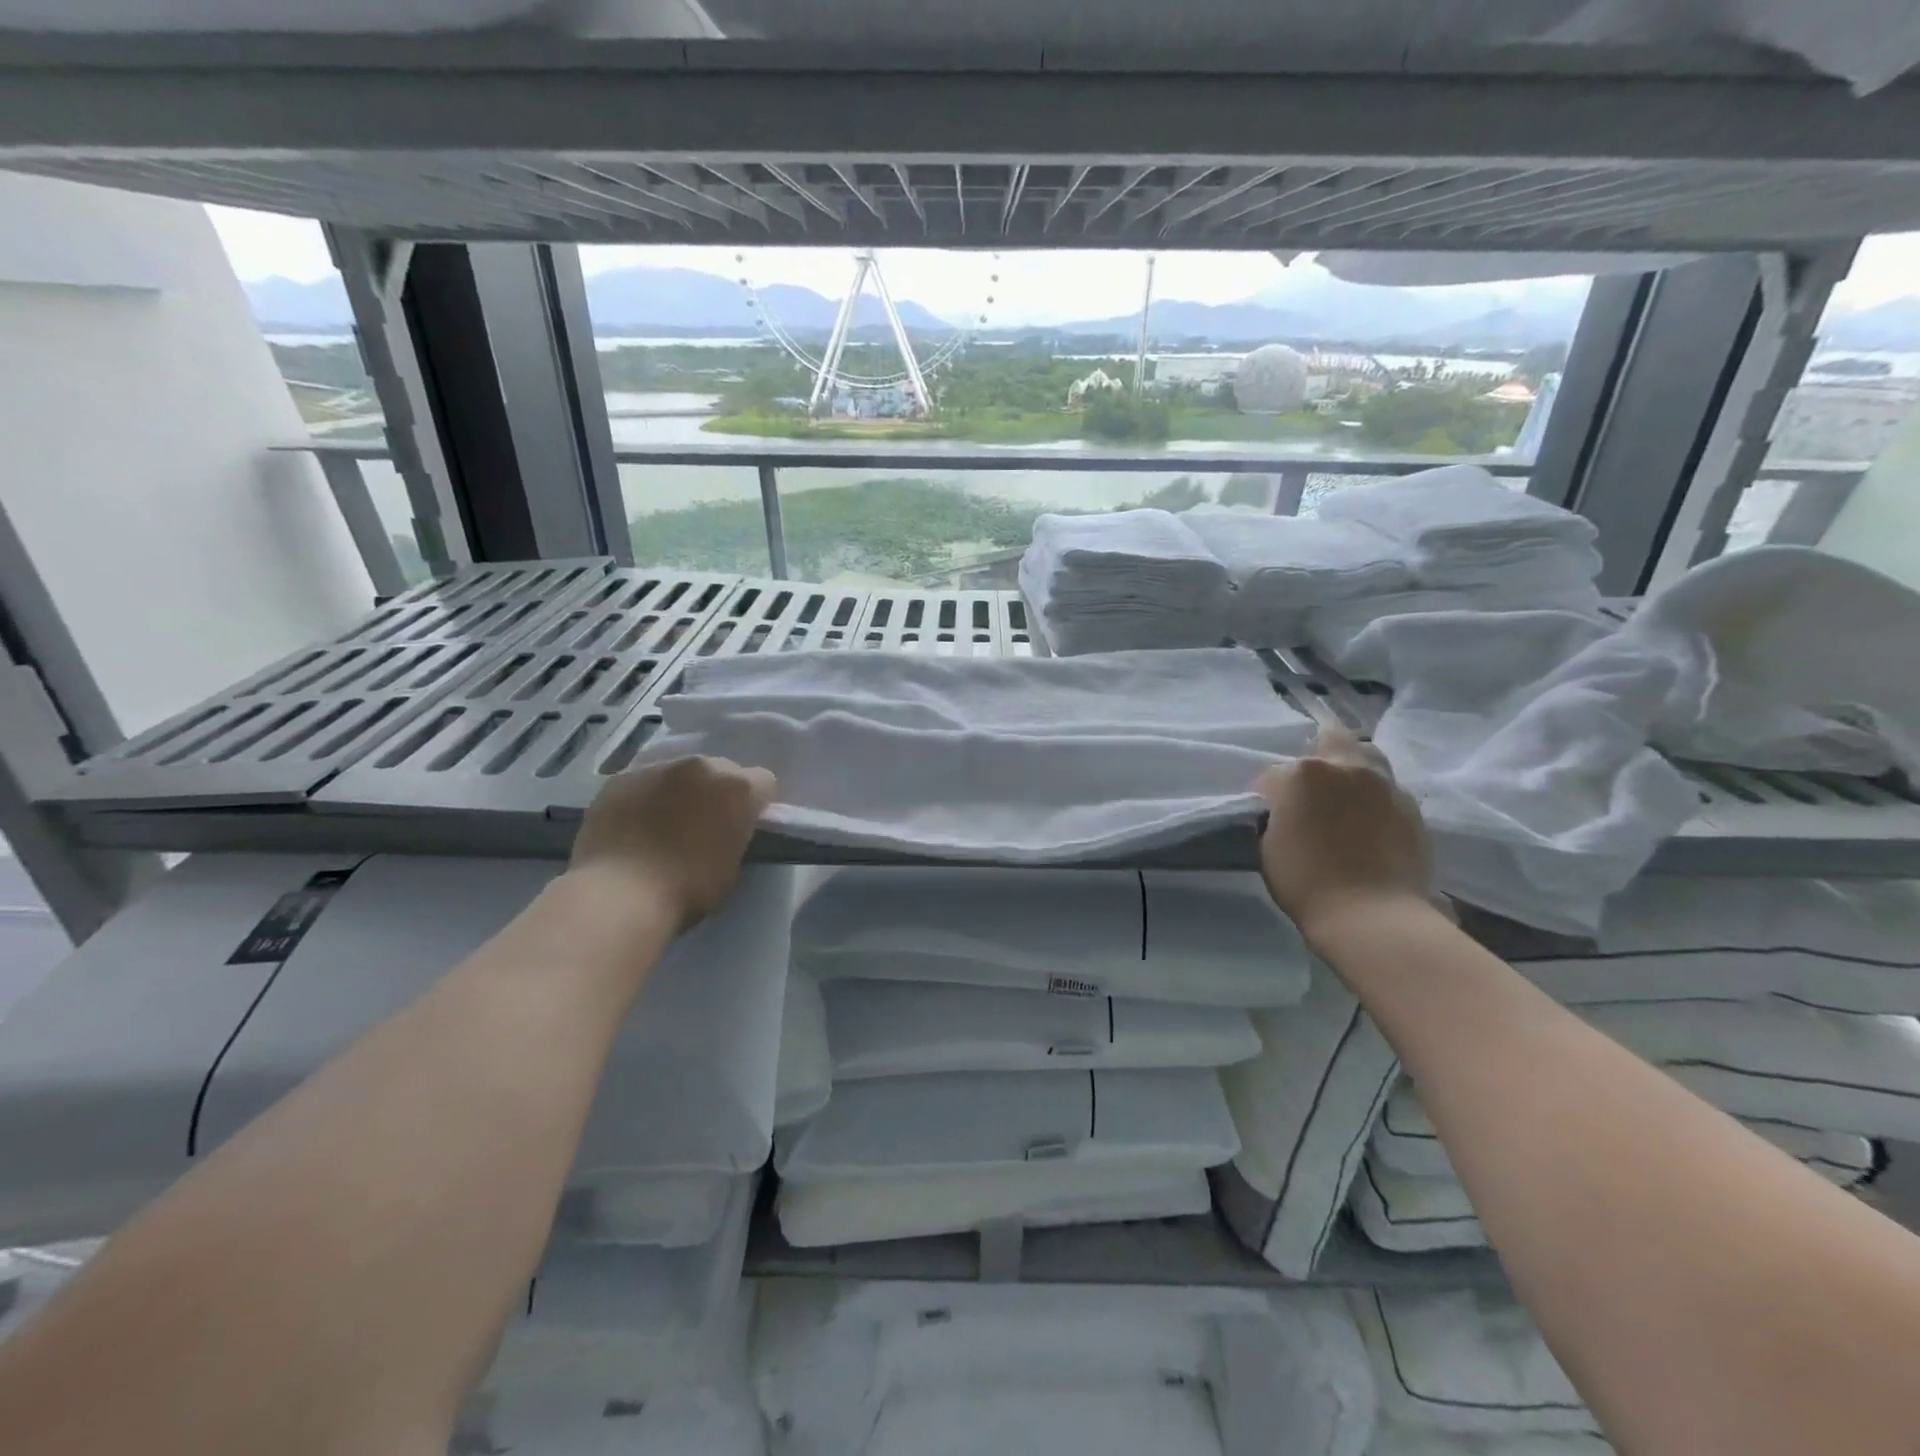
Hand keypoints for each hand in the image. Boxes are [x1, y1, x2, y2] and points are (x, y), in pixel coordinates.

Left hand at [569, 756, 776, 929]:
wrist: (619, 895)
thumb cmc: (687, 889)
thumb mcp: (732, 867)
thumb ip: (736, 836)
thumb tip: (726, 832)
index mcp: (738, 788)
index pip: (764, 782)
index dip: (756, 804)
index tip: (744, 825)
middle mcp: (702, 766)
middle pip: (721, 769)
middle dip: (717, 791)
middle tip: (704, 823)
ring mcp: (658, 768)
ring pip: (679, 772)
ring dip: (679, 791)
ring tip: (663, 824)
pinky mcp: (621, 778)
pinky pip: (643, 782)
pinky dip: (645, 797)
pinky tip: (634, 825)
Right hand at [1252, 725, 1432, 938]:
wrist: (1372, 917)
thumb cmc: (1306, 882)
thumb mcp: (1269, 845)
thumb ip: (1276, 814)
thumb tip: (1285, 808)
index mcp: (1304, 773)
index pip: (1273, 773)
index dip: (1267, 795)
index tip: (1268, 816)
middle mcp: (1348, 767)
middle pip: (1331, 739)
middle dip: (1317, 755)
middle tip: (1309, 788)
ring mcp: (1386, 785)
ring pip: (1367, 757)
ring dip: (1352, 768)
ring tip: (1344, 796)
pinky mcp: (1413, 808)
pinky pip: (1388, 790)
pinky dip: (1375, 798)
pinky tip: (1369, 822)